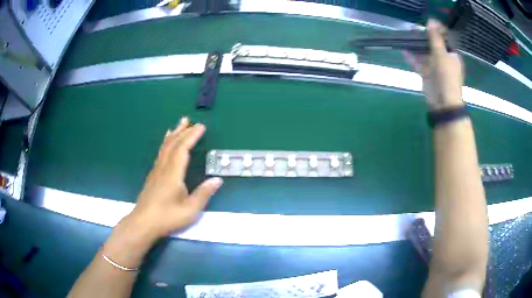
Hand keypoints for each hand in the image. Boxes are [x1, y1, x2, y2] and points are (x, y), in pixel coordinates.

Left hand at [126, 117, 222, 239]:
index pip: (183, 149)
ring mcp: (156, 171)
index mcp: (173, 174)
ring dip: (173, 135)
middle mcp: (163, 168)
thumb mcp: (190, 210)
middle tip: (190, 120)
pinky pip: (160, 154)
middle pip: (172, 144)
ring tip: (178, 125)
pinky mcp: (152, 176)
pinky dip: (165, 144)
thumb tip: (218, 179)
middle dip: (182, 131)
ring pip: (164, 147)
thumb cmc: (167, 217)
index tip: (201, 126)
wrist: (143, 223)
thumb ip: (203, 194)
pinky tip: (166, 144)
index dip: (192, 136)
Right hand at [403, 19, 464, 110]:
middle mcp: (444, 60)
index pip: (444, 39)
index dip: (436, 32)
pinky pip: (419, 63)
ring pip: (425, 54)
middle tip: (413, 30)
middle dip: (423, 38)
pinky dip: (412, 58)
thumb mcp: (441, 55)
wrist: (443, 103)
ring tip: (406, 38)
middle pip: (433, 45)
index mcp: (452, 55)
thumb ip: (435, 38)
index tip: (426, 26)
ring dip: (416, 47)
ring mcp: (435, 67)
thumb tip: (431, 20)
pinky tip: (404, 51)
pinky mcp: (427, 74)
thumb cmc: (446, 77)